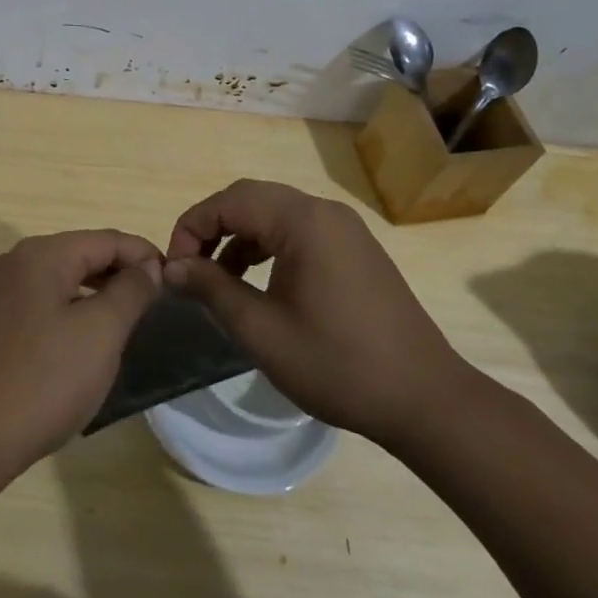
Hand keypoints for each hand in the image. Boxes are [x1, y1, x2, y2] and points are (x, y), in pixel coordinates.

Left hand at [0, 230, 163, 483]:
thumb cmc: (46, 380)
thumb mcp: (101, 332)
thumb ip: (130, 290)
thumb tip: (147, 265)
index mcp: (40, 255)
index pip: (104, 239)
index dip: (143, 254)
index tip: (175, 279)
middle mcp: (14, 262)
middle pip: (80, 254)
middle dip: (120, 272)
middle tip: (157, 300)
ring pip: (60, 278)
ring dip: (96, 292)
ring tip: (129, 318)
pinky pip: (41, 301)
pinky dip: (70, 309)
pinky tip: (86, 337)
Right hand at [164, 179, 473, 449]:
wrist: (425, 400)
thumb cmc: (337, 364)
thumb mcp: (261, 330)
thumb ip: (211, 289)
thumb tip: (172, 267)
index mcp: (302, 221)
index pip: (228, 202)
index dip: (191, 229)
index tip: (173, 270)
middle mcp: (324, 211)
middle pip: (250, 198)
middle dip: (212, 227)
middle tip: (189, 268)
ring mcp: (344, 228)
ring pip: (273, 212)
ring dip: (238, 236)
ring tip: (217, 278)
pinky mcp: (354, 249)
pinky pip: (297, 230)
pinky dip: (267, 245)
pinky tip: (256, 281)